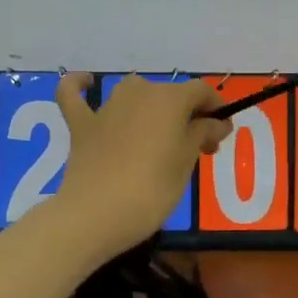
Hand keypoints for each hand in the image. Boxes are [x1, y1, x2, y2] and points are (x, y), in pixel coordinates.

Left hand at [51, 73, 230, 257]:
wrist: (96, 214)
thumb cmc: (152, 189)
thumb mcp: (187, 163)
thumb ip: (202, 134)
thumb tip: (217, 122)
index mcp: (170, 99)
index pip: (201, 91)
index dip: (215, 108)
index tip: (221, 133)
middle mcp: (138, 92)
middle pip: (170, 95)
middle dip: (187, 116)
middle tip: (197, 149)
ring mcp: (106, 107)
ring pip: (134, 95)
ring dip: (149, 108)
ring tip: (159, 137)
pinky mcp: (80, 124)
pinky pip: (75, 96)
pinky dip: (81, 87)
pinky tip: (86, 83)